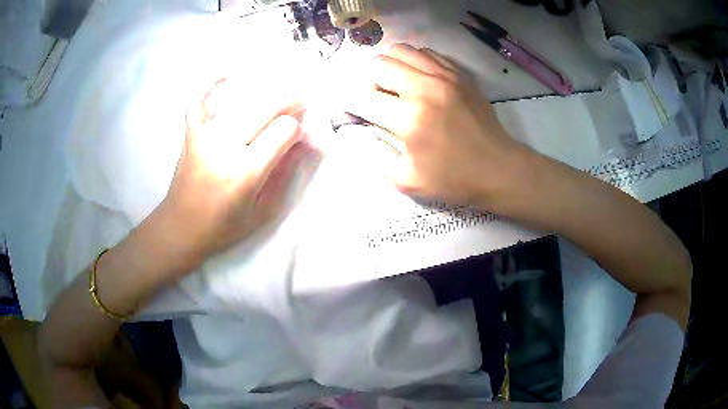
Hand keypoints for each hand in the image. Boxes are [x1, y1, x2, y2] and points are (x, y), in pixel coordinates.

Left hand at [161, 79, 308, 263]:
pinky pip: (197, 100)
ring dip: (266, 97)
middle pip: (267, 110)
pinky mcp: (191, 134)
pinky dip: (209, 84)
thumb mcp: (263, 212)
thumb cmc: (223, 227)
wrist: (180, 229)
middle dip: (291, 103)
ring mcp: (205, 137)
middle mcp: (226, 148)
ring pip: (242, 103)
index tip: (302, 138)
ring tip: (278, 100)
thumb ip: (285, 175)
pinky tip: (226, 74)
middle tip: (302, 103)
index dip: (299, 130)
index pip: (284, 132)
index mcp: (246, 172)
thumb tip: (303, 145)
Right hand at [340, 44, 528, 209]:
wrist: (499, 169)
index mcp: (409, 118)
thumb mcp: (407, 181)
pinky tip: (418, 80)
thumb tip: (357, 132)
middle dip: (368, 82)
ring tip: (396, 85)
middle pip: (378, 64)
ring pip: (401, 50)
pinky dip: (414, 62)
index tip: (354, 113)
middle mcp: (424, 88)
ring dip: (390, 67)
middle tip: (377, 99)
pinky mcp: (459, 74)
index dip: (350, 105)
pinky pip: (426, 53)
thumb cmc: (454, 179)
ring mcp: (445, 76)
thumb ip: (374, 155)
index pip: (362, 98)